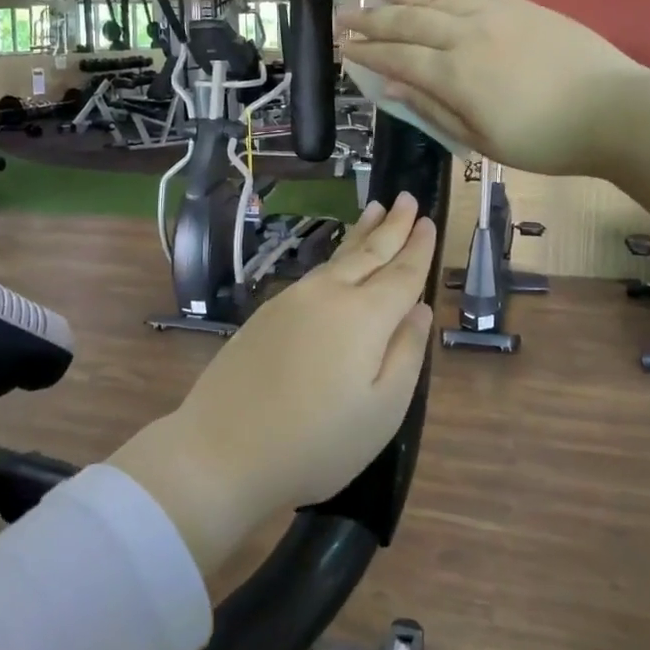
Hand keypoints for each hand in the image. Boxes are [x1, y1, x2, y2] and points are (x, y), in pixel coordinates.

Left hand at [109, 195, 436, 575]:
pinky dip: (335, 257)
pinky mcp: (266, 314)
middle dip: (391, 226)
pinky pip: (314, 273)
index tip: (429, 220)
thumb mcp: (382, 411)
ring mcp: (292, 301)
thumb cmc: (315, 443)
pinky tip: (338, 260)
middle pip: (367, 253)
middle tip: (406, 197)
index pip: (401, 274)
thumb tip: (419, 310)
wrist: (220, 452)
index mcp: (364, 317)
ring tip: (375, 211)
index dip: (418, 248)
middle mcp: (328, 296)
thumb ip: (406, 354)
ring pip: (336, 258)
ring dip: (361, 233)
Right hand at [339, 0, 641, 178]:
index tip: (343, 47)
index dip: (367, 52)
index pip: (398, 58)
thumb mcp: (483, 141)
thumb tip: (391, 90)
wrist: (613, 109)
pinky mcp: (517, 3)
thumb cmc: (546, 139)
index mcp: (454, 75)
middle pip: (408, 20)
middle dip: (370, 18)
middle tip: (342, 15)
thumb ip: (434, 111)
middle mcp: (465, 35)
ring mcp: (492, 12)